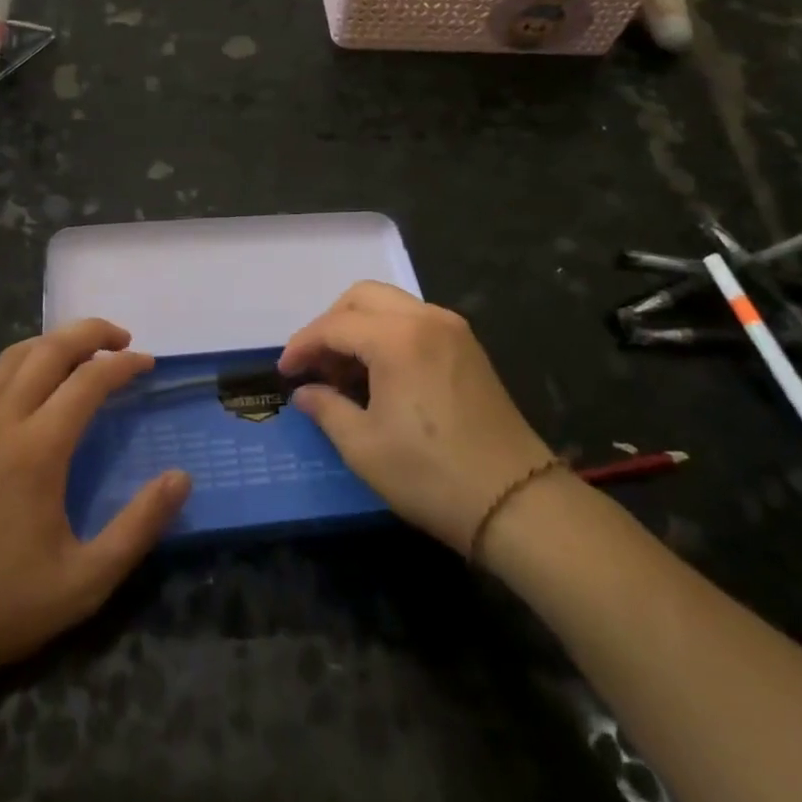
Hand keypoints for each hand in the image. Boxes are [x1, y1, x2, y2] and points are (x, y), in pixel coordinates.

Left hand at [0, 319, 191, 677]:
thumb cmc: (6, 604)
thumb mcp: (86, 580)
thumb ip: (139, 526)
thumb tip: (181, 478)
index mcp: (36, 450)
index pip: (87, 381)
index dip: (123, 365)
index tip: (148, 363)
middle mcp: (1, 422)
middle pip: (48, 350)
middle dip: (89, 333)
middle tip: (122, 338)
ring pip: (14, 357)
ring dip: (54, 342)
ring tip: (84, 352)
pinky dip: (23, 362)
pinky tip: (36, 384)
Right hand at [280, 282, 554, 553]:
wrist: (517, 503)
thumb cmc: (431, 475)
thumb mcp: (364, 446)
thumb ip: (326, 409)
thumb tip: (304, 393)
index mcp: (397, 338)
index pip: (334, 326)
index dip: (303, 346)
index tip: (284, 372)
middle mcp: (426, 319)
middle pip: (362, 297)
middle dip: (330, 324)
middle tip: (315, 364)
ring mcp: (453, 330)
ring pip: (390, 304)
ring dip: (359, 326)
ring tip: (344, 372)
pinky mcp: (468, 347)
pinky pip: (415, 321)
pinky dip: (388, 334)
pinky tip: (379, 373)